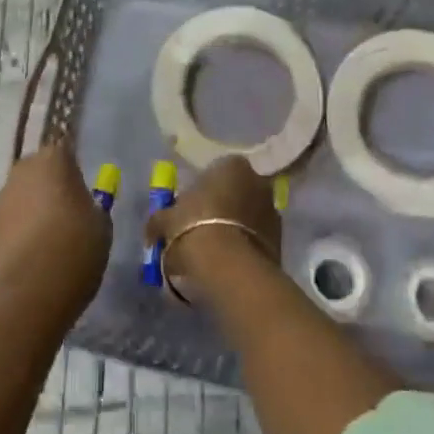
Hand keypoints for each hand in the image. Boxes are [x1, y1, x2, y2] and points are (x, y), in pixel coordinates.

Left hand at [0, 139, 109, 313]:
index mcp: (53, 160)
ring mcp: (3, 198)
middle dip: (50, 186)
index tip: (82, 192)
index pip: (65, 153)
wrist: (35, 289)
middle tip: (68, 212)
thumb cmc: (77, 246)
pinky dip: (22, 229)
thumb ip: (91, 206)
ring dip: (34, 207)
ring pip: (23, 195)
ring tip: (51, 237)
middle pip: (39, 171)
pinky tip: (35, 253)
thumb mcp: (101, 224)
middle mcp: (23, 170)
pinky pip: (12, 220)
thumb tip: (82, 207)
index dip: (74, 172)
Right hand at [144, 155, 280, 294]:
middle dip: (222, 206)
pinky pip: (257, 238)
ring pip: (248, 215)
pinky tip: (229, 263)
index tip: (189, 208)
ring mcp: (273, 210)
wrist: (229, 268)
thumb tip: (153, 227)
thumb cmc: (194, 229)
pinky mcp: (281, 241)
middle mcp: (258, 180)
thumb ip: (160, 219)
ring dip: (236, 227)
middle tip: (201, 228)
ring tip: (215, 250)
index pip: (217, 170)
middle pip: (236, 191)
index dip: (202, 189)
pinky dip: (246, 246)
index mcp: (232, 165)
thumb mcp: (166, 221)